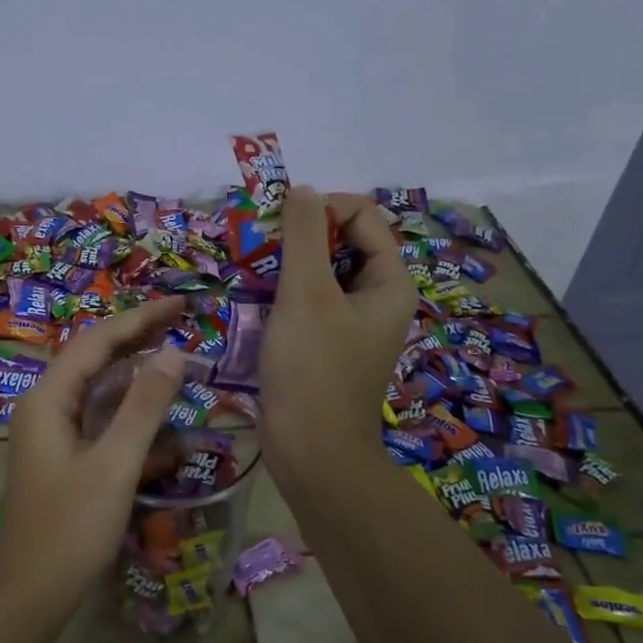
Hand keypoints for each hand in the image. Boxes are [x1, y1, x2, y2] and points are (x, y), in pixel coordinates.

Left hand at [0, 297, 189, 604]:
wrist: (30, 595)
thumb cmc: (71, 529)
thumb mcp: (115, 465)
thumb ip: (144, 406)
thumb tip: (174, 352)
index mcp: (48, 399)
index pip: (97, 342)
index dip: (140, 319)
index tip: (181, 304)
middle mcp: (45, 406)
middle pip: (95, 358)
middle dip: (138, 338)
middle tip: (182, 320)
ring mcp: (52, 432)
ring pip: (98, 389)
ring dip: (136, 372)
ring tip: (176, 354)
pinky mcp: (63, 455)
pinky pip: (98, 419)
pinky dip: (128, 411)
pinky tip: (160, 415)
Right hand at [260, 186, 417, 486]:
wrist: (311, 453)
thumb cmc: (313, 370)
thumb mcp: (306, 294)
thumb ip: (305, 235)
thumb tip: (301, 189)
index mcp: (389, 281)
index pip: (361, 215)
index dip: (321, 209)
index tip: (279, 227)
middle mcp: (377, 297)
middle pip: (341, 242)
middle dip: (300, 238)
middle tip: (261, 250)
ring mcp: (352, 323)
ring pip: (320, 272)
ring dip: (287, 265)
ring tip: (253, 274)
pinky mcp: (327, 344)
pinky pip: (309, 302)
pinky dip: (284, 294)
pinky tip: (257, 302)